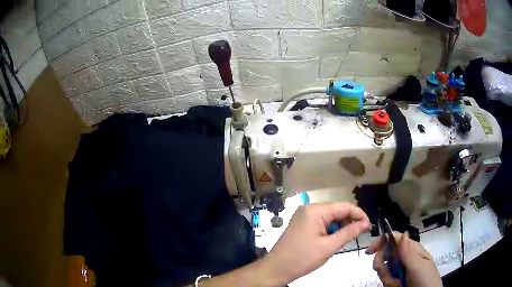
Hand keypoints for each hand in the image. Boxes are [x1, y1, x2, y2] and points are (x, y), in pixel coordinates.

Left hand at [262, 203, 369, 284]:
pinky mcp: (301, 224)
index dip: (359, 215)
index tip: (369, 226)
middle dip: (349, 222)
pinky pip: (321, 223)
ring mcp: (303, 216)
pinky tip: (333, 241)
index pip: (344, 207)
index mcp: (315, 211)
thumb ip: (348, 233)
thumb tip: (365, 224)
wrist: (275, 269)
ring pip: (330, 218)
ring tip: (345, 241)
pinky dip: (330, 231)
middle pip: (337, 211)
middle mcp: (309, 209)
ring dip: (340, 228)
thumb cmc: (302, 259)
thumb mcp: (329, 247)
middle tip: (360, 235)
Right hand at [367, 232, 441, 286]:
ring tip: (397, 284)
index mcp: (412, 250)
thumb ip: (408, 252)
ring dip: (387, 277)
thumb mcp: (417, 267)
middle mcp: (405, 258)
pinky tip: (396, 286)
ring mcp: (400, 270)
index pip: (395, 239)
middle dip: (382, 264)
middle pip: (386, 255)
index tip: (369, 251)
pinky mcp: (397, 280)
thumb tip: (403, 233)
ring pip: (384, 269)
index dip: (382, 242)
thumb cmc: (425, 279)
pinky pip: (386, 279)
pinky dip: (389, 283)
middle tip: (384, 272)